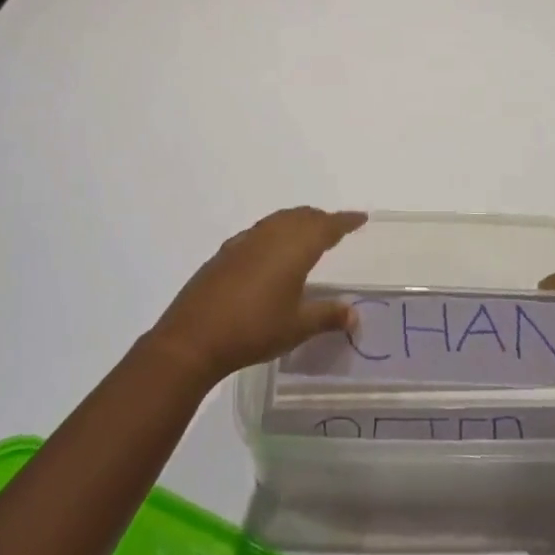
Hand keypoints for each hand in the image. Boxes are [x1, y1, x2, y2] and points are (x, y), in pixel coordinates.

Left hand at [147, 208, 366, 380]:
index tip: (360, 218)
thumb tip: (354, 315)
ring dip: (297, 222)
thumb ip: (328, 316)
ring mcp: (245, 242)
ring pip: (278, 220)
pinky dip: (274, 233)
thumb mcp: (297, 327)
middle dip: (321, 219)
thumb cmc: (254, 329)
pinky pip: (259, 232)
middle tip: (336, 228)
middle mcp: (271, 235)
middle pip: (302, 217)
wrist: (194, 337)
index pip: (327, 226)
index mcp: (294, 247)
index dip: (345, 221)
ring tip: (307, 235)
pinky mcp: (225, 253)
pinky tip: (270, 252)